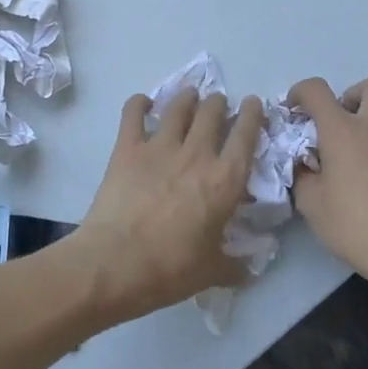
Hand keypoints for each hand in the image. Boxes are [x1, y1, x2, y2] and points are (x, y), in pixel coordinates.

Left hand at [68, 88, 263, 322]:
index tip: (253, 104)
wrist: (114, 264)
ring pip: (179, 106)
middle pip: (213, 111)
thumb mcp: (211, 271)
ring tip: (189, 97)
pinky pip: (134, 112)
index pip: (246, 135)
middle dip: (218, 104)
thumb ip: (234, 264)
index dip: (253, 114)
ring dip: (187, 98)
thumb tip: (250, 267)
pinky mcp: (127, 148)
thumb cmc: (169, 269)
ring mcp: (160, 147)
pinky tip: (143, 103)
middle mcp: (196, 154)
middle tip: (218, 107)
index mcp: (225, 180)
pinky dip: (139, 103)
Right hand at [288, 76, 367, 295]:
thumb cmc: (356, 226)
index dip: (300, 92)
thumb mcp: (311, 205)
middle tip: (336, 123)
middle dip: (350, 94)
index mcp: (344, 132)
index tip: (293, 112)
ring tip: (349, 167)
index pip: (317, 89)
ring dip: (364, 130)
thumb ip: (302, 176)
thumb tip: (305, 166)